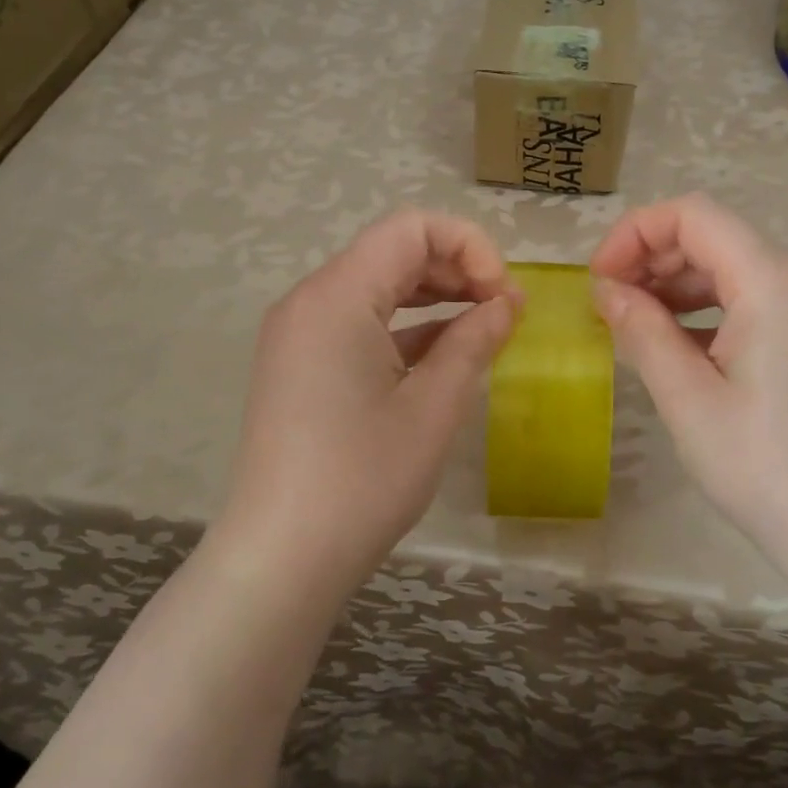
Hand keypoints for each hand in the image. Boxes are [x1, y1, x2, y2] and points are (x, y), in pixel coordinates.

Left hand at [218, 209, 519, 605]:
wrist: (281, 559)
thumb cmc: (363, 479)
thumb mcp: (434, 406)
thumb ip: (474, 340)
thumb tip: (506, 303)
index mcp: (337, 296)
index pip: (411, 228)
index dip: (470, 246)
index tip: (503, 295)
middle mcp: (310, 301)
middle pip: (393, 252)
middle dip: (456, 269)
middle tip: (504, 312)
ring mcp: (300, 334)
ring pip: (378, 287)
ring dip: (434, 297)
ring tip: (484, 328)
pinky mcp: (301, 365)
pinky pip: (360, 323)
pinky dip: (406, 328)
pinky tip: (445, 354)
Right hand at [589, 194, 787, 551]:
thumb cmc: (764, 466)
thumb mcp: (688, 397)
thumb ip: (642, 330)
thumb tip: (606, 292)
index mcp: (774, 282)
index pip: (693, 216)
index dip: (635, 234)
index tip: (599, 280)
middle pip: (713, 237)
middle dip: (651, 260)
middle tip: (606, 306)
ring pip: (731, 267)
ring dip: (676, 286)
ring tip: (631, 325)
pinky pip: (751, 299)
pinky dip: (706, 309)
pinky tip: (674, 344)